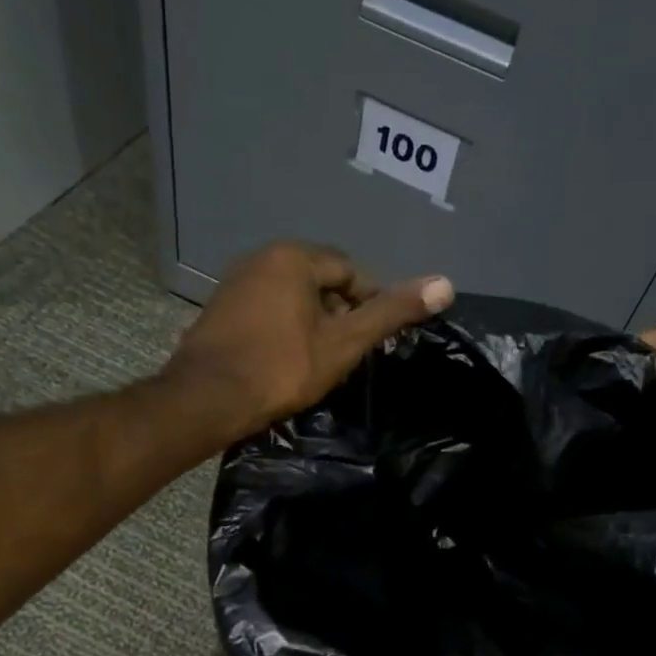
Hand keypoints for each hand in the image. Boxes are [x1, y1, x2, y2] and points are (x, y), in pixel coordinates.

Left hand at [163, 242, 453, 440]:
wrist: (208, 398)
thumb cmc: (283, 369)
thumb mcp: (345, 343)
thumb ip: (391, 313)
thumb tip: (446, 284)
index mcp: (294, 257)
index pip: (350, 270)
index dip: (371, 303)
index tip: (375, 339)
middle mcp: (261, 258)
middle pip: (320, 282)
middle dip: (341, 314)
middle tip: (349, 354)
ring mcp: (235, 283)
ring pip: (292, 298)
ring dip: (313, 324)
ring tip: (321, 362)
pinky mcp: (219, 310)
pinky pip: (266, 311)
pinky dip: (285, 330)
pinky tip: (286, 362)